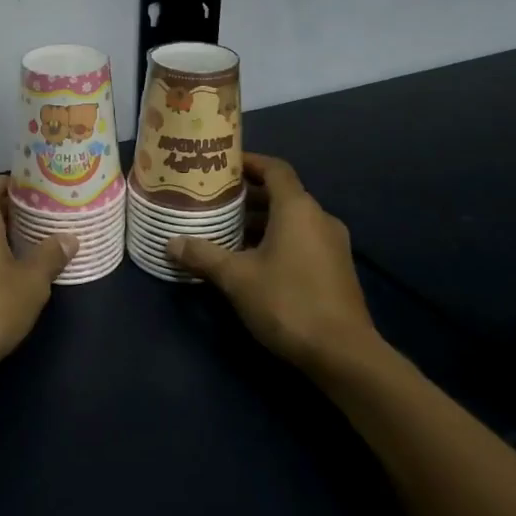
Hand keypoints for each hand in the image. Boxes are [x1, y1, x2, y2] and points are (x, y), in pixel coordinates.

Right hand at [167, 154, 379, 374]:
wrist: (343, 354)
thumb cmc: (288, 302)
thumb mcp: (237, 278)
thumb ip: (203, 256)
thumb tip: (171, 243)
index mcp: (298, 209)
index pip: (274, 169)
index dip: (249, 162)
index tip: (222, 166)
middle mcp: (319, 218)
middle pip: (282, 194)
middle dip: (248, 196)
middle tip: (214, 201)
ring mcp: (333, 244)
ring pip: (292, 220)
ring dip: (261, 221)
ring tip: (226, 232)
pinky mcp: (336, 269)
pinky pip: (302, 240)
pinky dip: (277, 240)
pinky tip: (252, 261)